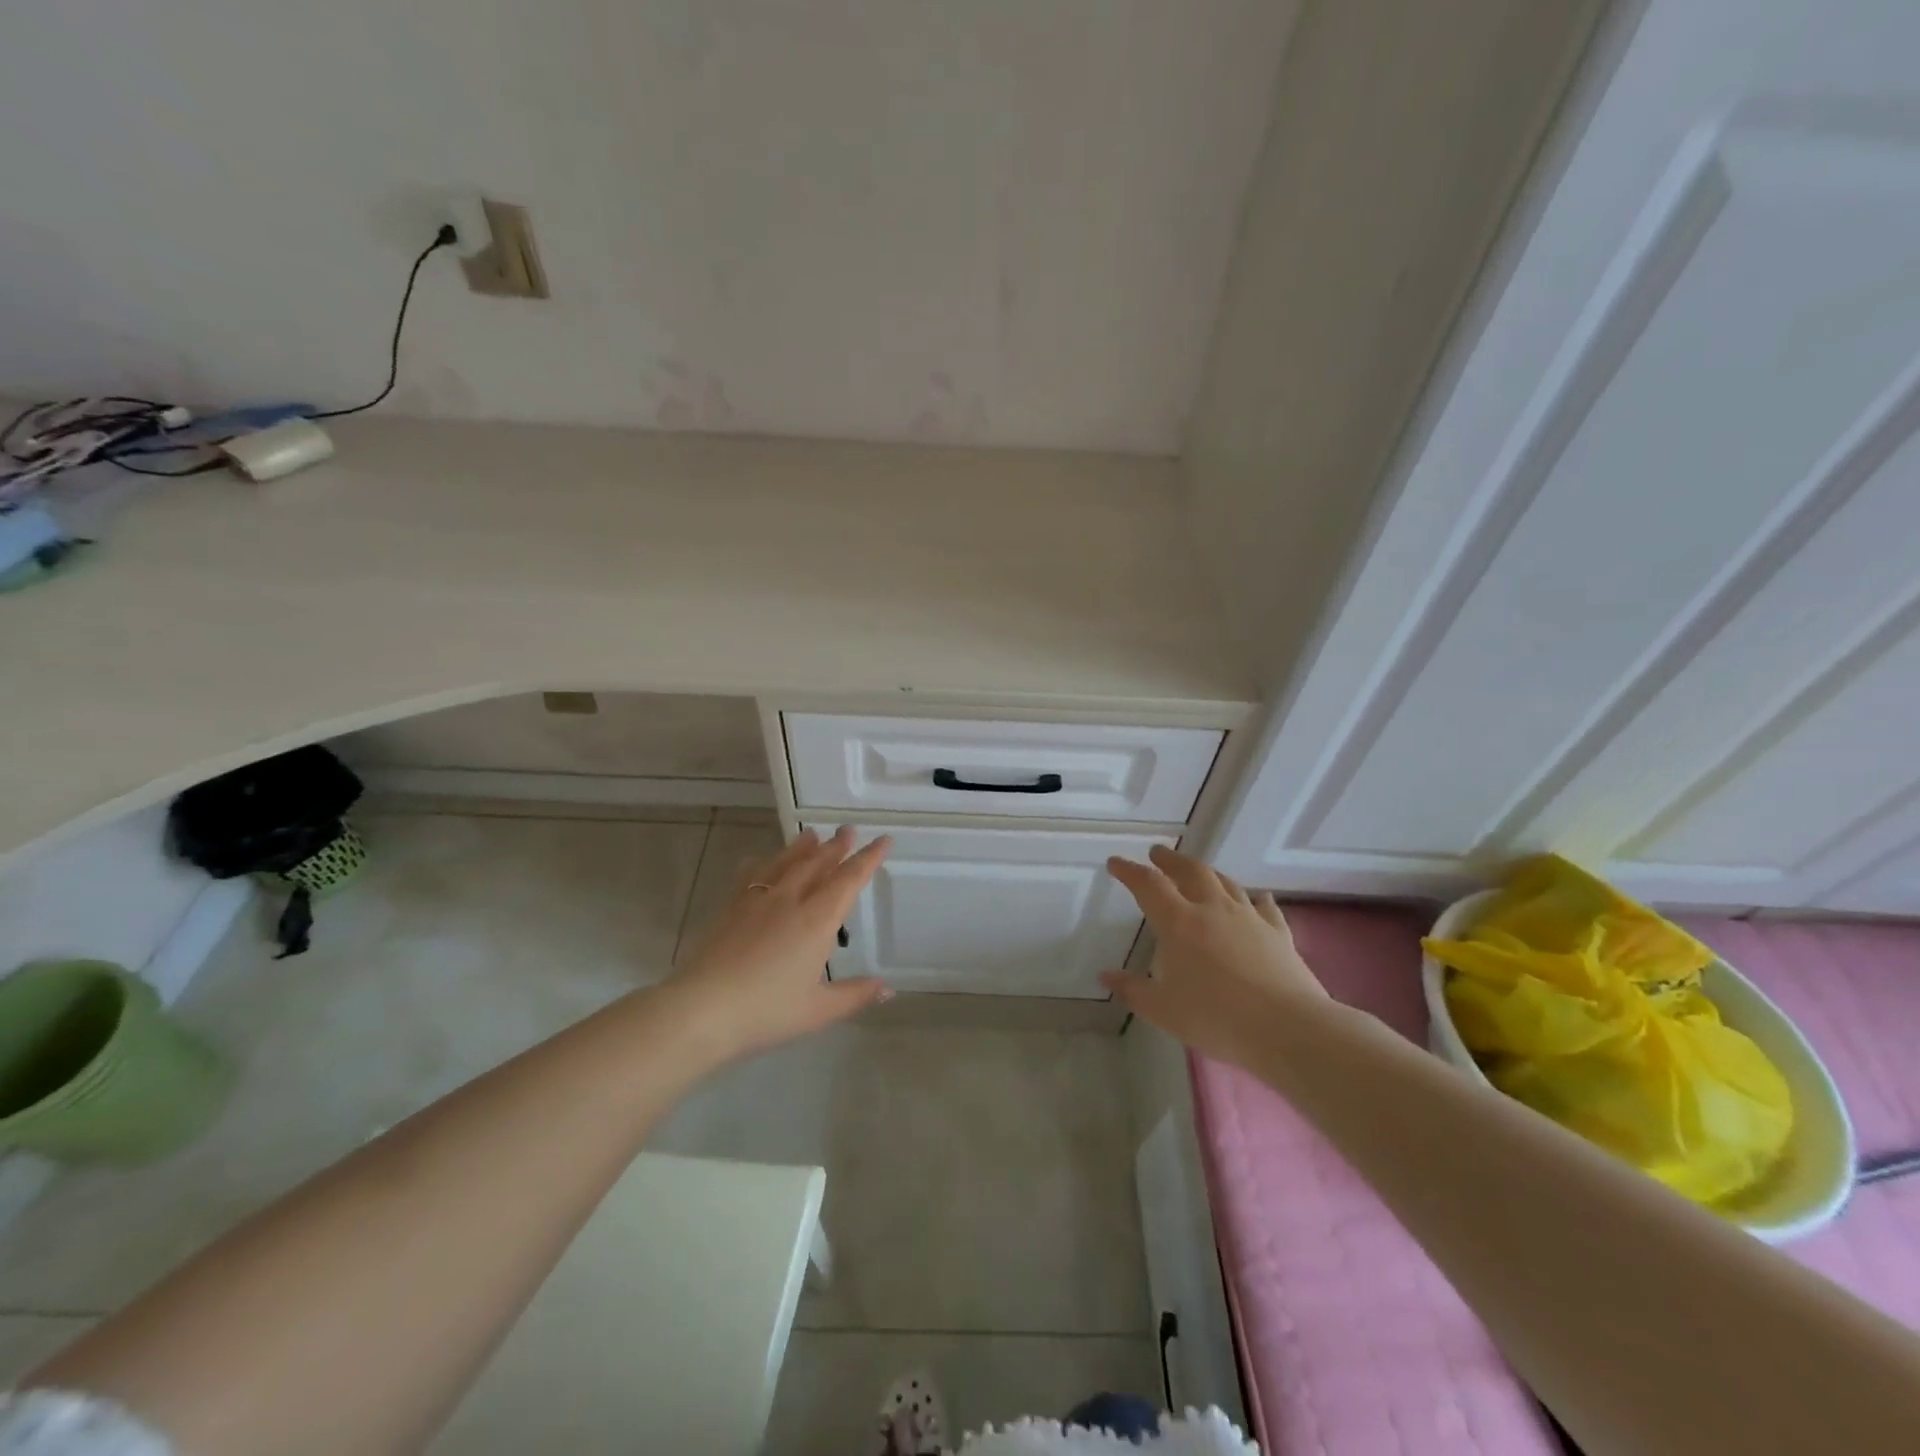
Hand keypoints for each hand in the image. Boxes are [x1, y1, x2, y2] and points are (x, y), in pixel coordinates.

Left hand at [668, 827, 892, 1061]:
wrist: (702, 1009)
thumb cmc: (766, 1011)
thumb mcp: (817, 1010)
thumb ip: (854, 995)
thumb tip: (888, 989)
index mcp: (816, 921)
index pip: (848, 880)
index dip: (868, 859)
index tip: (883, 840)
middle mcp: (789, 901)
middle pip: (816, 864)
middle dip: (836, 847)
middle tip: (848, 831)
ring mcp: (756, 902)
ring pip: (784, 864)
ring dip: (801, 848)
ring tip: (811, 835)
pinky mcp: (731, 909)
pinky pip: (751, 877)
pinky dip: (761, 864)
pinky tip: (758, 861)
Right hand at [1102, 844, 1327, 1068]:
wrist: (1287, 1028)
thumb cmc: (1215, 1018)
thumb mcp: (1162, 1010)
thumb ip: (1133, 990)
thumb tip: (1106, 976)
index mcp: (1179, 922)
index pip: (1148, 885)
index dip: (1130, 871)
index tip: (1116, 862)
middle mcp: (1212, 909)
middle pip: (1190, 871)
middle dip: (1170, 860)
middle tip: (1158, 853)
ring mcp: (1249, 917)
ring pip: (1225, 882)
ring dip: (1207, 872)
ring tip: (1198, 871)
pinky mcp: (1278, 932)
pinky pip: (1264, 906)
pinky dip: (1255, 898)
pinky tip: (1257, 898)